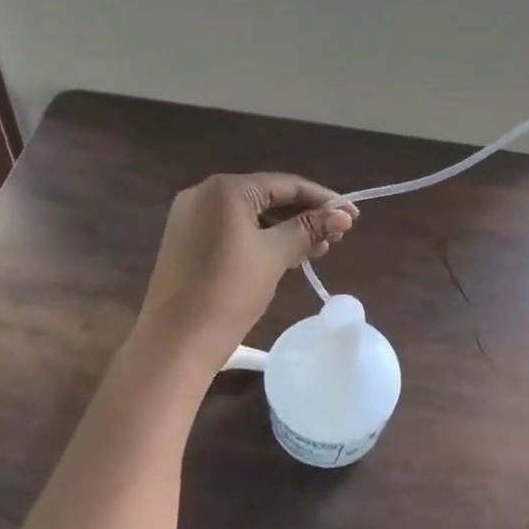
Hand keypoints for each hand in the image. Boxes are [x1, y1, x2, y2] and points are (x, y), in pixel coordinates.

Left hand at [134, 173, 354, 367]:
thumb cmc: (228, 292)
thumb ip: (309, 229)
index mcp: (224, 189)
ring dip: (284, 230)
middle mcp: (204, 194)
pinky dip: (261, 240)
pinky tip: (285, 256)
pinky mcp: (186, 242)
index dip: (323, 198)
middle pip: (267, 197)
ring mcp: (191, 218)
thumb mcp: (274, 256)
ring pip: (250, 216)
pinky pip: (232, 231)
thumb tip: (344, 215)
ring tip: (317, 251)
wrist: (175, 343)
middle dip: (304, 216)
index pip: (285, 184)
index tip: (353, 215)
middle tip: (337, 237)